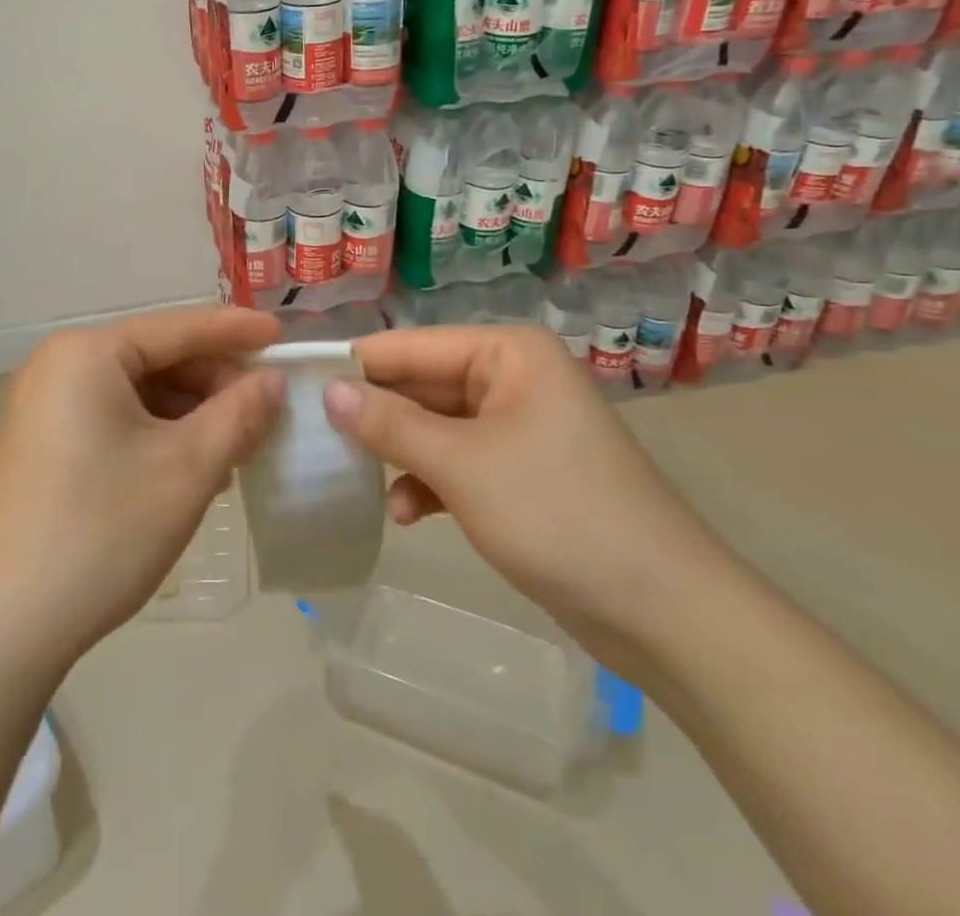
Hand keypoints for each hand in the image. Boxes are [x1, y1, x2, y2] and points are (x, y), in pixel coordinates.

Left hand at [0, 306, 283, 677]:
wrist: (0, 629)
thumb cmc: (101, 533)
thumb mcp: (186, 469)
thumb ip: (238, 414)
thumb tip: (272, 382)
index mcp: (87, 354)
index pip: (177, 327)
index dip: (235, 331)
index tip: (283, 334)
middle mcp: (59, 366)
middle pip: (155, 357)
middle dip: (212, 382)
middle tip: (262, 414)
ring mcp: (43, 406)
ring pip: (136, 391)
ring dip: (188, 413)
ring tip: (233, 449)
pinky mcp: (41, 444)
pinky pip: (112, 418)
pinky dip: (156, 433)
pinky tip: (187, 467)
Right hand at [323, 325, 724, 671]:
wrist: (663, 612)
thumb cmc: (557, 514)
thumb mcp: (462, 465)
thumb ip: (390, 423)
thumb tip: (327, 390)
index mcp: (506, 352)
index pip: (410, 346)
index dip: (355, 365)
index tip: (296, 384)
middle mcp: (511, 377)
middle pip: (421, 385)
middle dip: (374, 415)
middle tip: (312, 437)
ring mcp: (517, 426)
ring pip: (435, 427)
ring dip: (398, 454)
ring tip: (352, 477)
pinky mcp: (519, 472)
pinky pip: (457, 462)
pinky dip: (428, 482)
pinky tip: (403, 514)